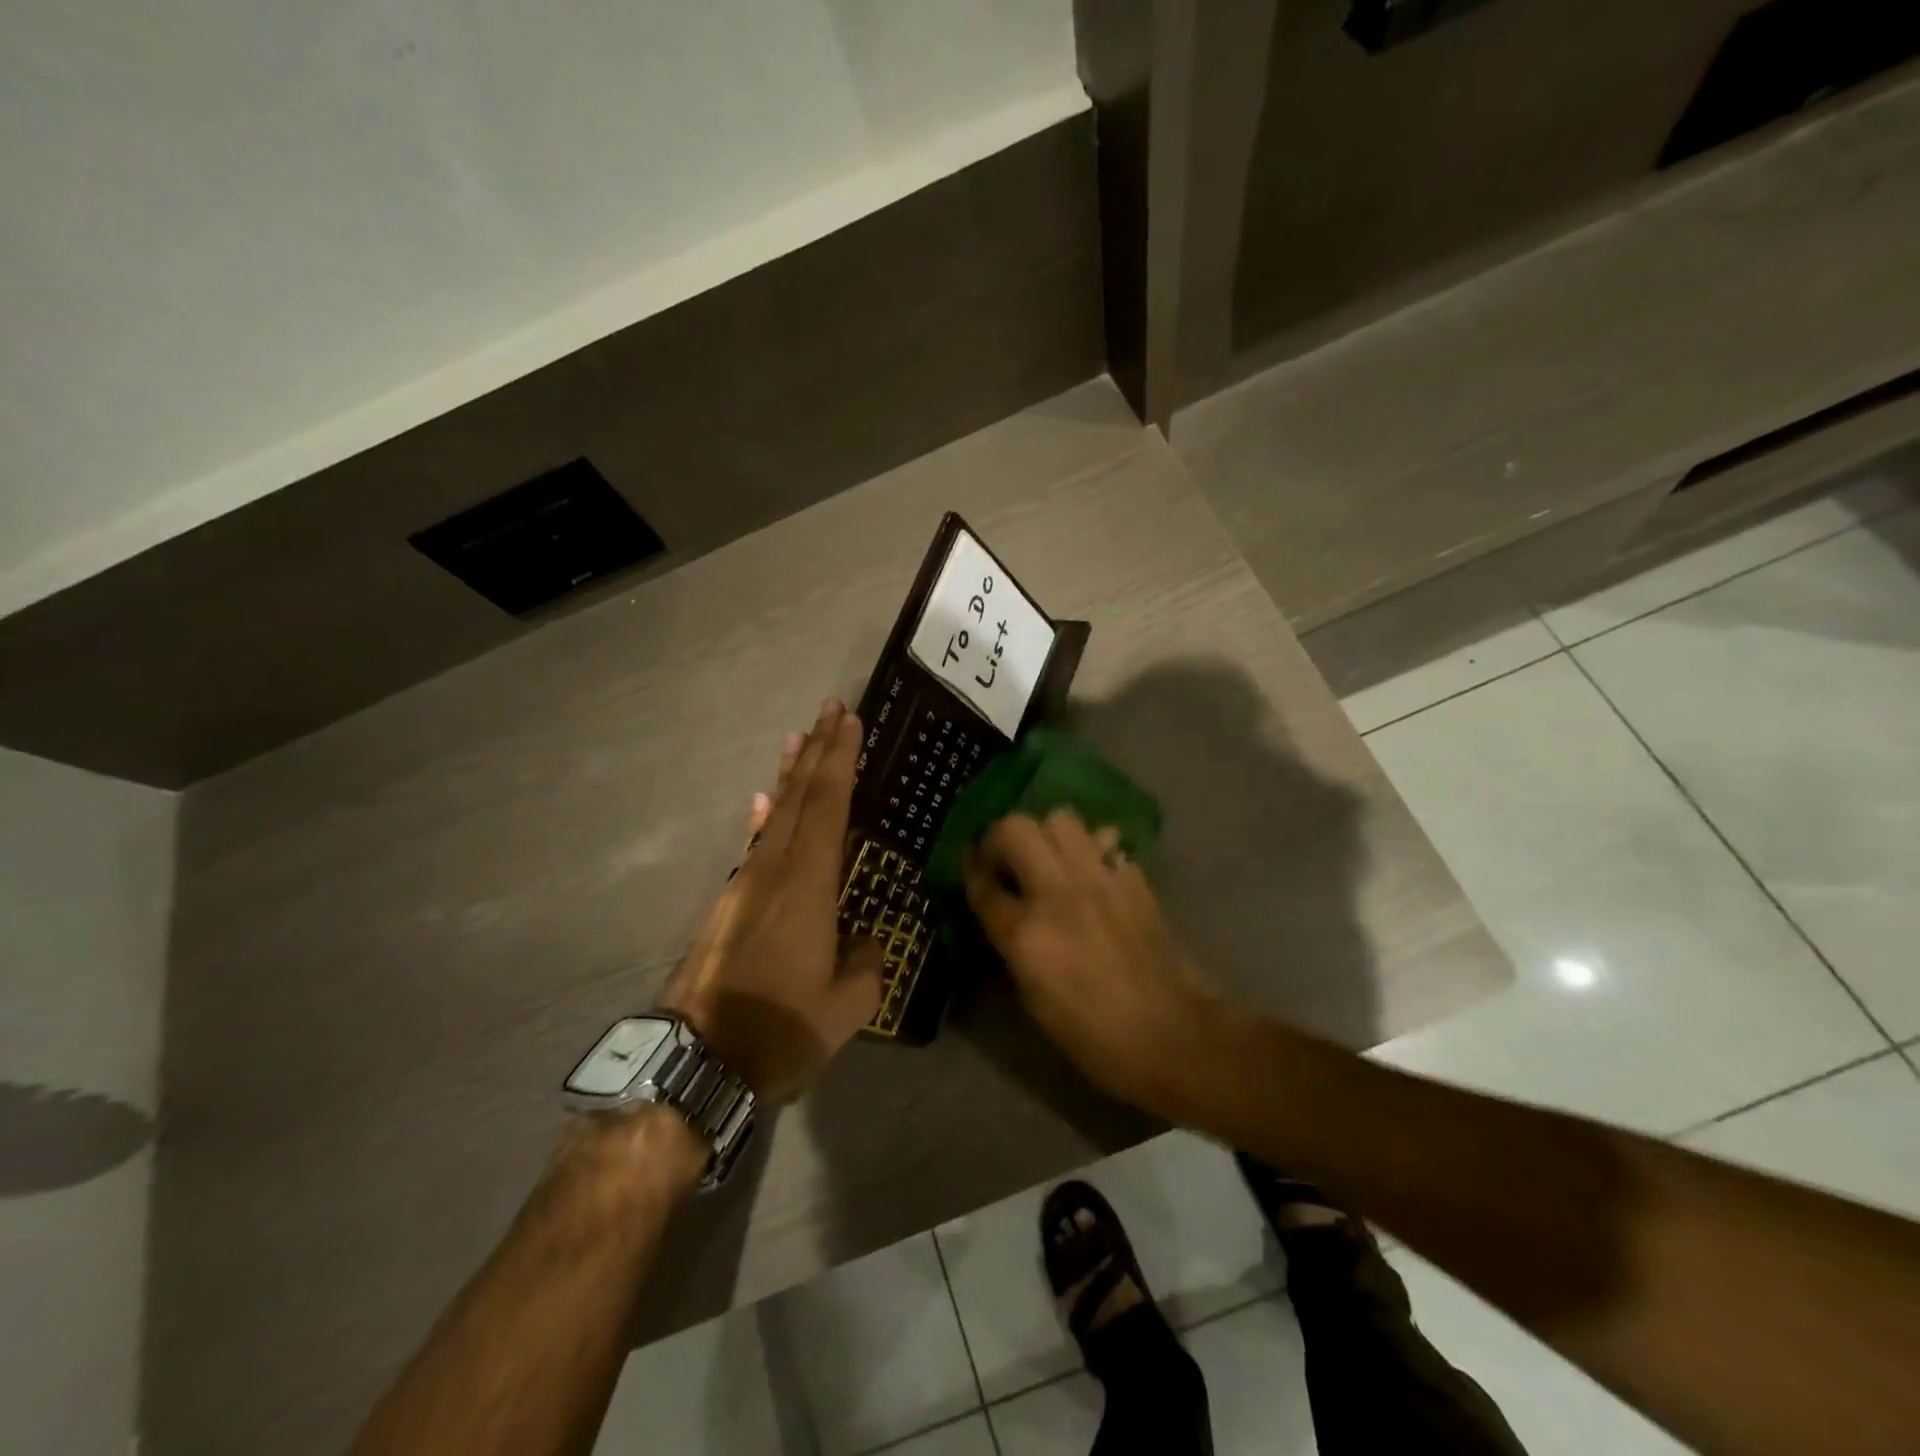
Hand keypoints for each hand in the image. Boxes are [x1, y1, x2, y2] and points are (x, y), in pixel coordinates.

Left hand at [657, 700, 882, 1101]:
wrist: (697, 1061)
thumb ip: (866, 963)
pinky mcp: (728, 904)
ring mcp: (745, 885)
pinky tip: (763, 804)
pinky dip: (765, 817)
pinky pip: (755, 844)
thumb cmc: (779, 1028)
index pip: (828, 804)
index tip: (848, 720)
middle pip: (798, 796)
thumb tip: (865, 941)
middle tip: (829, 710)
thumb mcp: (846, 1007)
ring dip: (789, 775)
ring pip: (774, 815)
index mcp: (807, 884)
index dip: (839, 759)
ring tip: (797, 741)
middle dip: (816, 750)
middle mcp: (773, 870)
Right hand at [963, 808, 1219, 1112]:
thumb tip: (1003, 908)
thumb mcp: (1034, 998)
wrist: (1173, 1035)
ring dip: (1045, 834)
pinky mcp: (1133, 878)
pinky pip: (1104, 841)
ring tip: (1047, 859)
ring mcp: (1100, 880)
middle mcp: (1059, 894)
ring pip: (1061, 819)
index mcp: (1027, 935)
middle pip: (1016, 829)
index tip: (969, 864)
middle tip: (1004, 859)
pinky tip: (1092, 872)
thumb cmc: (1093, 1035)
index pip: (983, 883)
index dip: (970, 869)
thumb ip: (1012, 942)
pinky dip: (1091, 848)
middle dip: (1000, 837)